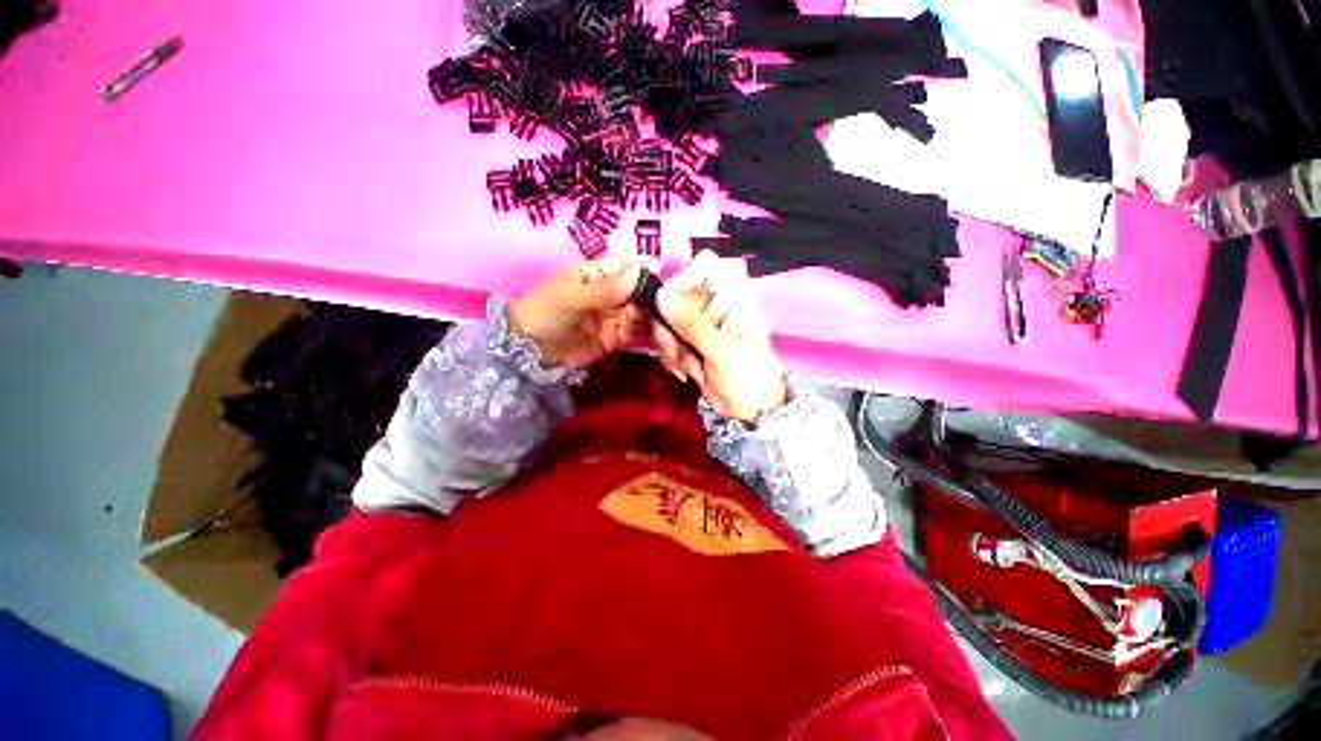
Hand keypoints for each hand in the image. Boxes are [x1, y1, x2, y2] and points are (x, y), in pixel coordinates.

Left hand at [509, 257, 646, 368]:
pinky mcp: (614, 337)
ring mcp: (612, 316)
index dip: (641, 266)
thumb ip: (605, 289)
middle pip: (636, 289)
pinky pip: (633, 331)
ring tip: (641, 317)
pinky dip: (641, 330)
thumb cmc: (543, 312)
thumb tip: (638, 274)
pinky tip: (645, 330)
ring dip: (645, 313)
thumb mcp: (572, 297)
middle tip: (654, 300)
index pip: (623, 265)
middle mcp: (608, 293)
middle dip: (647, 293)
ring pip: (638, 310)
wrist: (527, 350)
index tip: (658, 271)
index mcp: (595, 274)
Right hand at [653, 250, 787, 424]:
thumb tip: (662, 295)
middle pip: (677, 295)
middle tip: (675, 348)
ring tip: (685, 367)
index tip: (669, 302)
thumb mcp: (721, 351)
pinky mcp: (689, 344)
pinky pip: (668, 340)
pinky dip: (671, 357)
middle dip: (669, 324)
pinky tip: (686, 373)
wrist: (751, 414)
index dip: (684, 279)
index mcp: (732, 301)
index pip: (706, 268)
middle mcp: (714, 308)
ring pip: (668, 320)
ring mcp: (700, 326)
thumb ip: (692, 323)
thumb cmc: (748, 379)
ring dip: (669, 345)